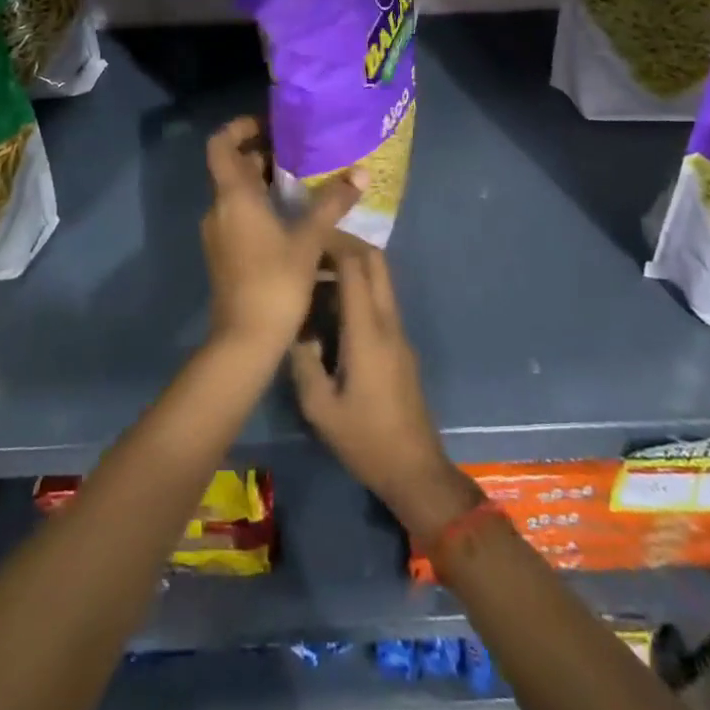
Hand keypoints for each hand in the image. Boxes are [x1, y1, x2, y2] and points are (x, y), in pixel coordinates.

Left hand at [201, 118, 361, 356]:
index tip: (270, 124)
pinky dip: (261, 206)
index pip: (220, 144)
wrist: (244, 340)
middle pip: (232, 167)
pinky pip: (239, 215)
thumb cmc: (274, 282)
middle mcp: (219, 208)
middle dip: (262, 155)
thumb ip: (332, 204)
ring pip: (237, 193)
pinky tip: (293, 218)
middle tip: (299, 152)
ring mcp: (218, 233)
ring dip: (263, 182)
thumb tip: (361, 173)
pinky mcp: (224, 253)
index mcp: (233, 196)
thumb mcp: (308, 240)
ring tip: (303, 182)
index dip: (240, 127)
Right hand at [290, 241, 477, 541]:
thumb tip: (293, 329)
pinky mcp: (400, 345)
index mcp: (368, 332)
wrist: (415, 470)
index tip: (306, 238)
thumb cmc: (366, 440)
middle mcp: (388, 323)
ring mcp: (399, 333)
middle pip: (376, 261)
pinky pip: (381, 300)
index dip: (332, 245)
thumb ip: (303, 362)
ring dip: (353, 265)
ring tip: (317, 272)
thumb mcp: (320, 408)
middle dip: (346, 244)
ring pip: (381, 278)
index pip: (355, 268)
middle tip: (313, 247)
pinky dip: (359, 287)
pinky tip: (332, 305)